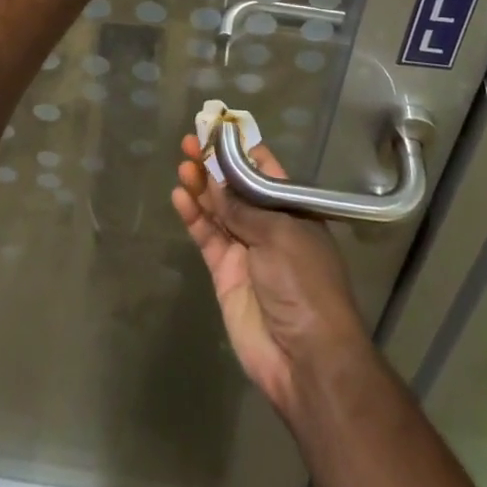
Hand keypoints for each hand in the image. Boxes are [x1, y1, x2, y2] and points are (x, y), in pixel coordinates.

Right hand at [172, 133, 367, 419]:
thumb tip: (215, 181)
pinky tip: (179, 196)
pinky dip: (193, 216)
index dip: (239, 149)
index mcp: (292, 210)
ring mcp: (246, 250)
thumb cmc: (304, 283)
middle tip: (189, 142)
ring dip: (200, 186)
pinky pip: (207, 237)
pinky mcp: (226, 274)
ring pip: (217, 209)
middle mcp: (268, 226)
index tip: (215, 128)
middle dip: (213, 164)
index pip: (263, 170)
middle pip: (235, 188)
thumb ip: (242, 206)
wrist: (307, 359)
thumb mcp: (279, 233)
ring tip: (182, 164)